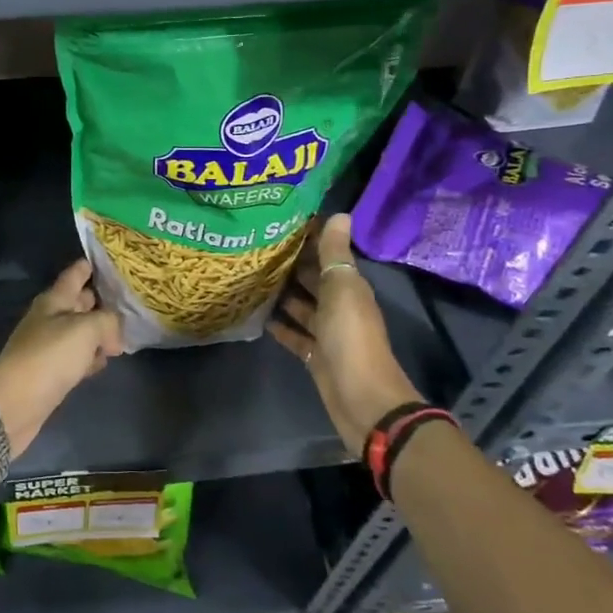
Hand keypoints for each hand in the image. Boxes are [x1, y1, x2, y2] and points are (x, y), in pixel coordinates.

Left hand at [0, 259, 123, 455]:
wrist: (15, 402)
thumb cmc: (50, 356)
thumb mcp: (86, 329)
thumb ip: (107, 322)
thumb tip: (115, 335)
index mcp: (54, 300)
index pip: (74, 275)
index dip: (88, 266)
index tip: (104, 259)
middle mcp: (50, 319)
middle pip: (77, 303)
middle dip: (99, 299)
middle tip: (126, 298)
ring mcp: (49, 347)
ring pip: (79, 332)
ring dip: (97, 331)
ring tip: (123, 332)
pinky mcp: (51, 373)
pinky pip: (77, 357)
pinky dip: (90, 357)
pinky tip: (104, 361)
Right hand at [268, 214, 419, 453]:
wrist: (362, 399)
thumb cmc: (351, 337)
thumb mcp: (343, 289)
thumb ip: (336, 254)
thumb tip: (340, 214)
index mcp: (349, 287)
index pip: (328, 254)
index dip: (308, 237)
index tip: (279, 220)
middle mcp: (339, 305)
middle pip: (313, 279)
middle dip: (290, 263)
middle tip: (255, 246)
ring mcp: (327, 332)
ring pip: (302, 306)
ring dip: (282, 293)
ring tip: (250, 276)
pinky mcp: (315, 355)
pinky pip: (295, 334)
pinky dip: (279, 325)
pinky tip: (258, 315)